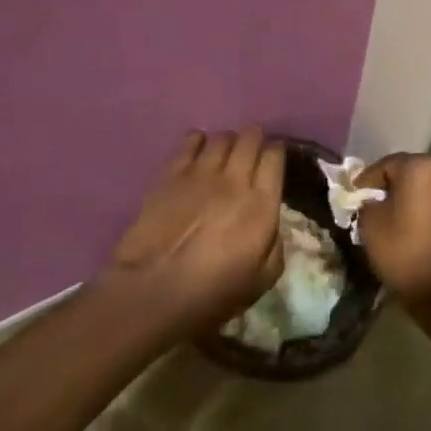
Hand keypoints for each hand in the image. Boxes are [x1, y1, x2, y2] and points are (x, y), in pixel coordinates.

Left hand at [103, 127, 284, 333]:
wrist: (153, 290)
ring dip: (228, 140)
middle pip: (250, 138)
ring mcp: (201, 172)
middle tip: (252, 149)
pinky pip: (190, 141)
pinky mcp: (171, 173)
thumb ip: (275, 246)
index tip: (275, 156)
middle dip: (255, 138)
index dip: (278, 151)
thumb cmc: (211, 293)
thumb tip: (272, 223)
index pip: (275, 157)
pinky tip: (198, 149)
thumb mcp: (261, 281)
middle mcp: (235, 179)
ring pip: (222, 137)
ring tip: (225, 152)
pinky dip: (198, 140)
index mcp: (261, 205)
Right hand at [355, 153, 430, 301]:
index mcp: (419, 166)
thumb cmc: (404, 251)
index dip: (366, 181)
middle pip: (408, 172)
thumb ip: (366, 203)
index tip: (353, 197)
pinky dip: (426, 208)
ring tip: (393, 217)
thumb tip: (371, 200)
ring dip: (410, 197)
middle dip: (390, 186)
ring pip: (426, 186)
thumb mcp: (370, 224)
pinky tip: (413, 226)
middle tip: (372, 205)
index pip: (385, 165)